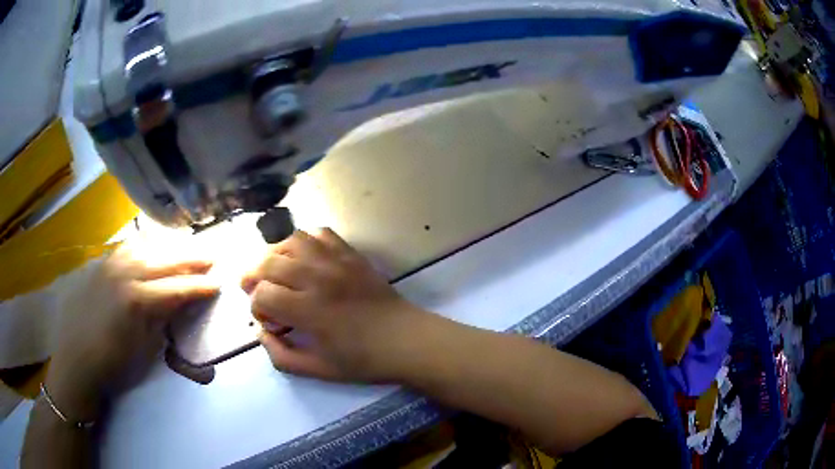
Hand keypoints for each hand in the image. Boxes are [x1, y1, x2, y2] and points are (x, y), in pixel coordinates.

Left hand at [46, 243, 218, 420]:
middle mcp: (124, 273)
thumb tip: (180, 303)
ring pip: (146, 247)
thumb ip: (162, 320)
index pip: (175, 288)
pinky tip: (153, 245)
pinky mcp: (101, 263)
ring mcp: (111, 264)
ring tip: (187, 247)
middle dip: (190, 259)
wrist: (76, 358)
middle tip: (211, 256)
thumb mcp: (143, 348)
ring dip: (169, 247)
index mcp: (136, 300)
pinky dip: (146, 244)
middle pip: (163, 260)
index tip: (218, 283)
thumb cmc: (112, 363)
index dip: (199, 286)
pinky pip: (128, 247)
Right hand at [243, 228, 432, 382]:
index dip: (256, 307)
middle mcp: (318, 278)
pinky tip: (304, 257)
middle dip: (254, 276)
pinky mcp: (351, 254)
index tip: (268, 320)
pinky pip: (320, 233)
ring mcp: (336, 261)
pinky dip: (305, 240)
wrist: (406, 340)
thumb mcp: (318, 370)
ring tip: (274, 268)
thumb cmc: (363, 360)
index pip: (263, 294)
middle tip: (255, 289)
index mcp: (309, 310)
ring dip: (274, 253)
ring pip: (291, 240)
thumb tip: (261, 333)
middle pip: (269, 262)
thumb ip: (281, 356)